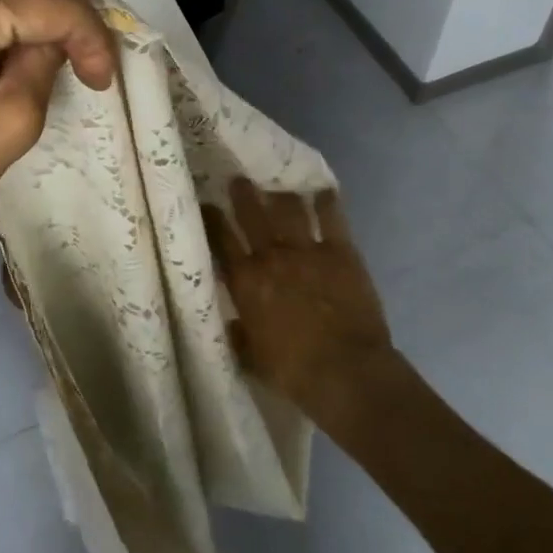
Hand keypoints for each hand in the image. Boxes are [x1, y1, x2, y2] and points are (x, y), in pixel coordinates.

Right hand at [202, 179, 393, 412]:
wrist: (347, 373)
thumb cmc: (294, 372)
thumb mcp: (252, 359)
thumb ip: (239, 336)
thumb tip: (231, 323)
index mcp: (245, 281)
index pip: (219, 239)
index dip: (211, 218)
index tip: (205, 203)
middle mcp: (271, 256)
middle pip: (251, 213)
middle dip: (242, 193)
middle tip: (238, 179)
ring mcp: (307, 250)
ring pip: (288, 208)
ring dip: (280, 193)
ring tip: (277, 185)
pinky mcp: (340, 251)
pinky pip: (331, 217)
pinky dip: (326, 202)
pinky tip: (322, 191)